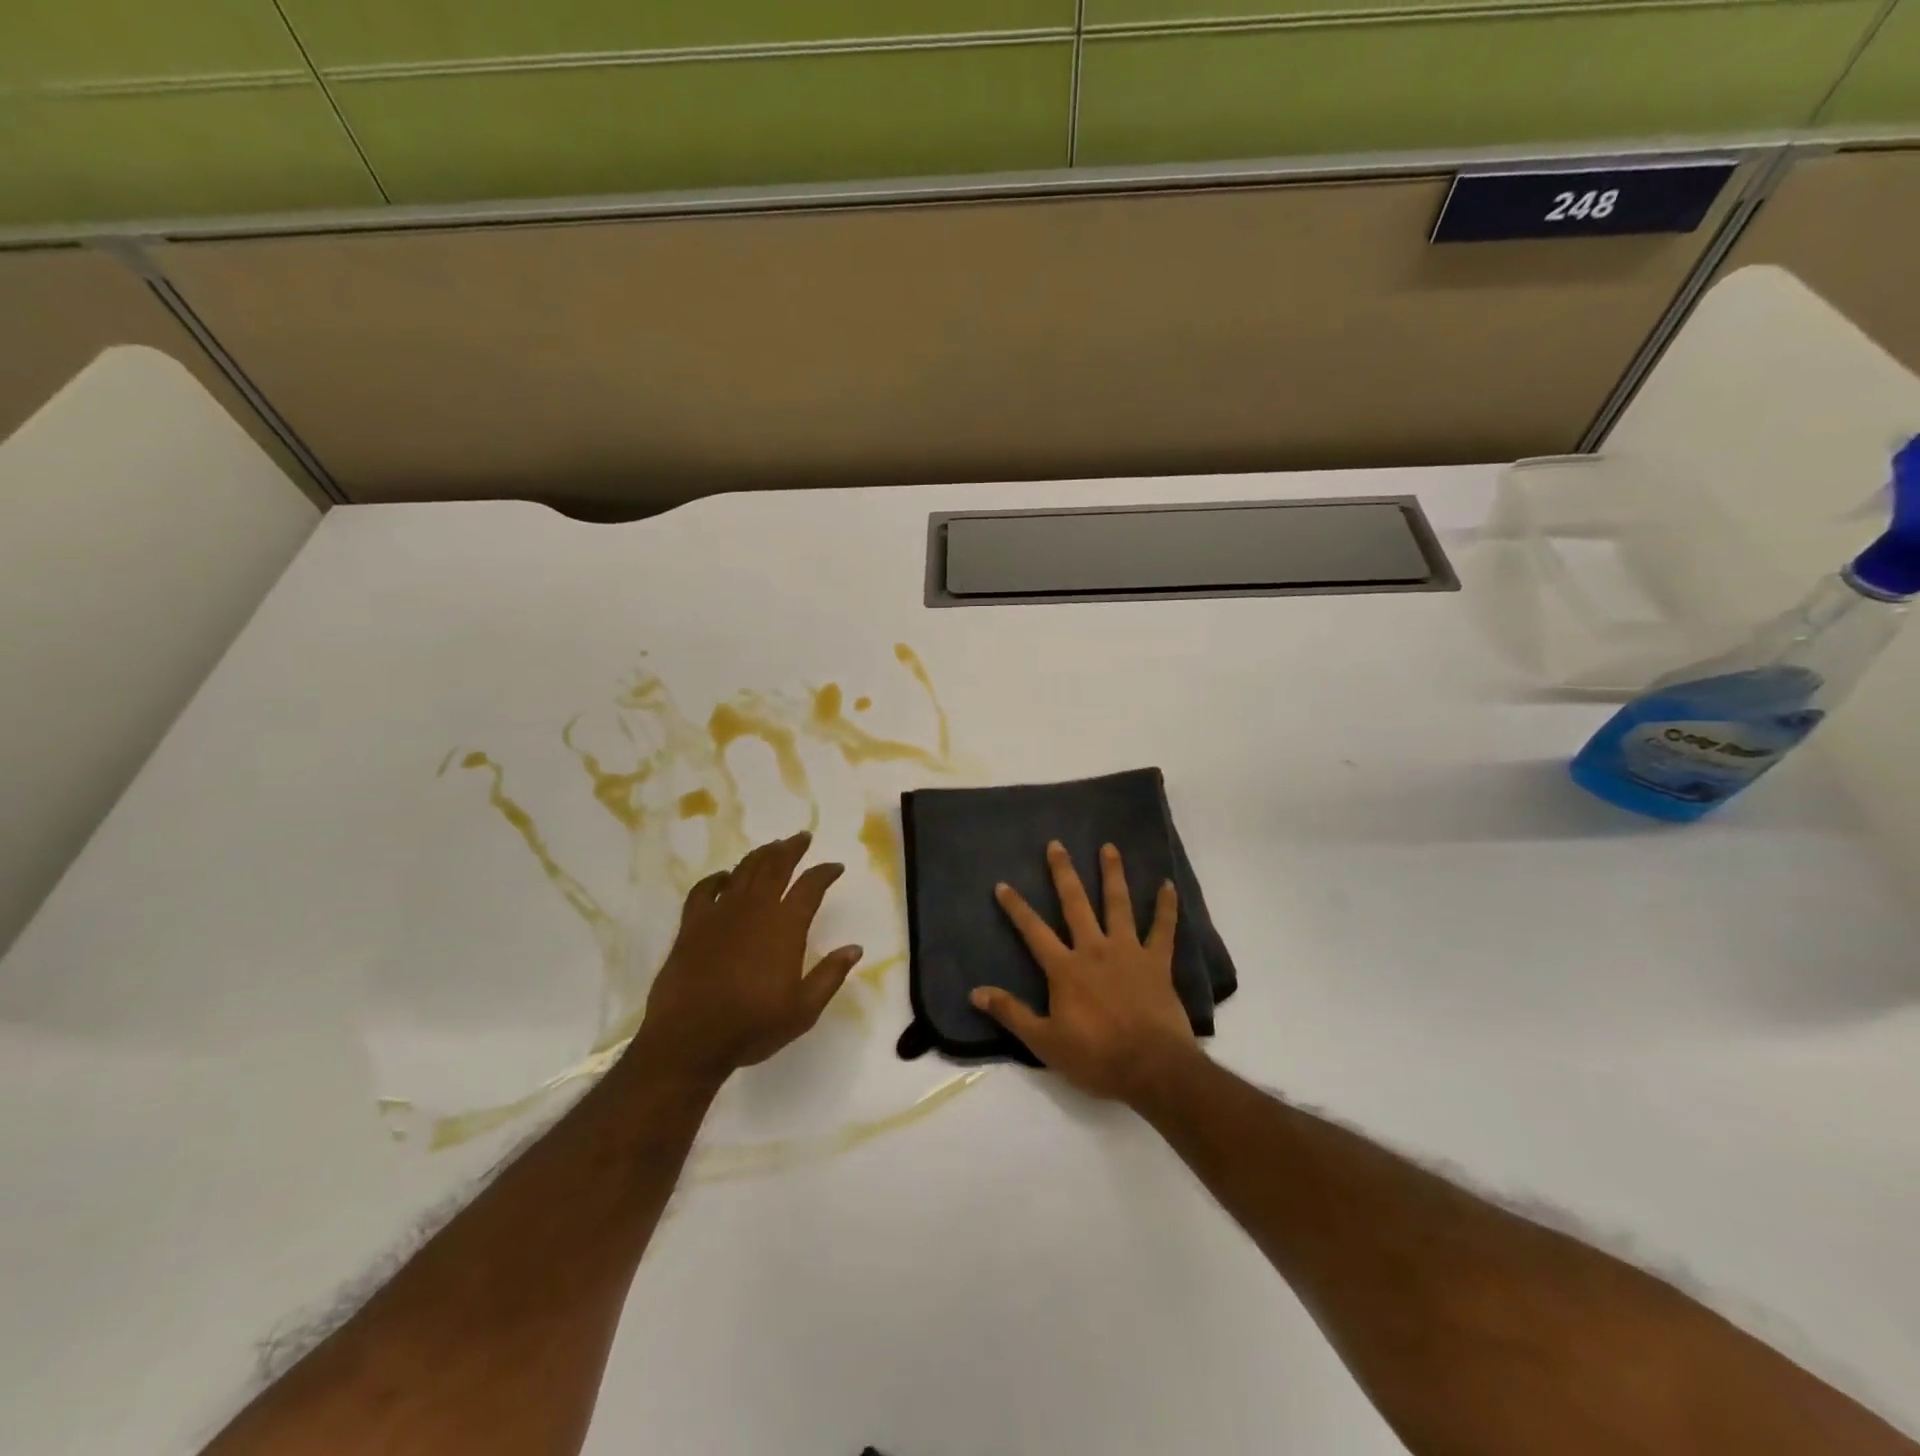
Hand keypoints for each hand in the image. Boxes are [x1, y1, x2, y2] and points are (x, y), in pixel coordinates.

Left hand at [632, 832, 861, 1086]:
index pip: (810, 886)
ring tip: (772, 847)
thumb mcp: (803, 1010)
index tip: (835, 867)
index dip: (824, 873)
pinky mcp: (692, 925)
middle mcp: (755, 910)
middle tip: (802, 838)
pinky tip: (724, 877)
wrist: (689, 1040)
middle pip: (775, 866)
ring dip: (761, 855)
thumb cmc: (752, 1027)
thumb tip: (855, 948)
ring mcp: (720, 914)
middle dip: (792, 849)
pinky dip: (717, 878)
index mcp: (785, 927)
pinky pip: (704, 890)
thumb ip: (830, 975)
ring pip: (743, 871)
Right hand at [971, 841, 1199, 1103]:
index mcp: (1065, 969)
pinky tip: (1167, 885)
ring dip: (1113, 874)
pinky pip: (1163, 929)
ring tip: (1108, 847)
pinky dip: (1166, 906)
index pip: (1034, 931)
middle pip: (1075, 904)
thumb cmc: (1095, 1057)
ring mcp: (1128, 951)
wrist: (1151, 1068)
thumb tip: (975, 992)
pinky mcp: (1157, 962)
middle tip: (1057, 845)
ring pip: (1118, 904)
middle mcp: (1094, 949)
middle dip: (1063, 873)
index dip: (1016, 908)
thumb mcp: (1044, 1041)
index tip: (1003, 884)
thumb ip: (1011, 1013)